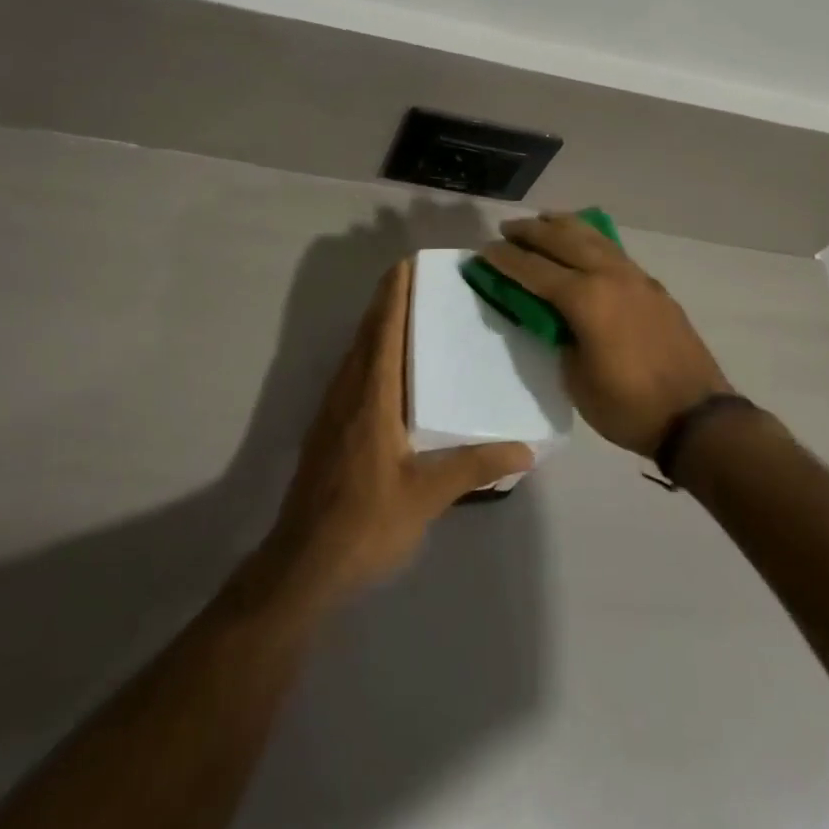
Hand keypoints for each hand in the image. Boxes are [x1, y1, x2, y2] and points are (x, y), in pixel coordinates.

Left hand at [257, 259, 532, 608]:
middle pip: (367, 334)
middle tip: (413, 276)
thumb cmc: (365, 523)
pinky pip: (352, 373)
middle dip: (386, 301)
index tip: (407, 264)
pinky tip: (387, 366)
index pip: (384, 332)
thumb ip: (474, 467)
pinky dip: (370, 351)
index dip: (394, 296)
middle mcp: (348, 393)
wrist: (303, 565)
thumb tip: (526, 448)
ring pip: (356, 353)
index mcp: (372, 398)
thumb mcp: (426, 496)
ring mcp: (333, 411)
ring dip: (376, 324)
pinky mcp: (327, 430)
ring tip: (405, 309)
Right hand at [479, 214, 730, 456]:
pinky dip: (589, 237)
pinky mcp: (651, 285)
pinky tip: (583, 241)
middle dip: (530, 231)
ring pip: (592, 236)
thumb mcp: (575, 378)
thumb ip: (558, 337)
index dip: (505, 259)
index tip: (483, 251)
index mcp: (585, 298)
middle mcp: (609, 275)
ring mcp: (635, 276)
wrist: (696, 417)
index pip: (534, 269)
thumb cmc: (628, 406)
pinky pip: (612, 249)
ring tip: (542, 220)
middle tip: (506, 229)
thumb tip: (551, 316)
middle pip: (562, 239)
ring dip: (562, 225)